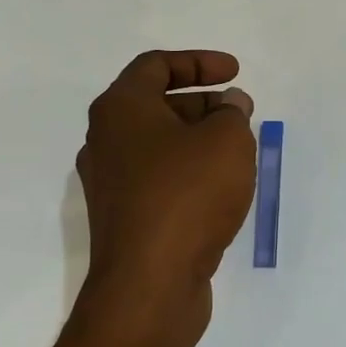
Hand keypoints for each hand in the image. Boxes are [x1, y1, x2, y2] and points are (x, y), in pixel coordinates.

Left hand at [75, 49, 256, 344]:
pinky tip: (219, 188)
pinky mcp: (123, 219)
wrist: (149, 283)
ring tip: (237, 150)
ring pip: (157, 145)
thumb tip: (230, 105)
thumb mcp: (226, 140)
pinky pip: (158, 180)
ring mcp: (110, 184)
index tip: (235, 73)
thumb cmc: (187, 195)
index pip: (156, 65)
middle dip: (203, 103)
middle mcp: (105, 141)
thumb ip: (233, 112)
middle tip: (240, 114)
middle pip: (155, 105)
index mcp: (120, 110)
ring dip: (197, 139)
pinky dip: (188, 171)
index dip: (199, 62)